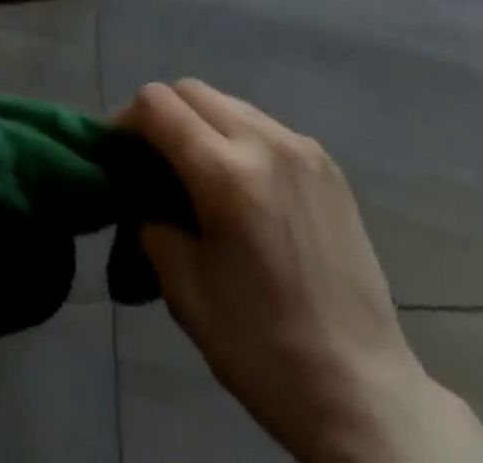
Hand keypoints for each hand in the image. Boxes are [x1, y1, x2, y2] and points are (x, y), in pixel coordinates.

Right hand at [117, 81, 482, 462]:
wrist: (363, 392)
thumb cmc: (263, 349)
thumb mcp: (186, 293)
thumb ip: (152, 225)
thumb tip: (140, 196)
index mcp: (227, 173)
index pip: (157, 104)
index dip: (126, 121)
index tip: (118, 155)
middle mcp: (265, 142)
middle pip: (191, 90)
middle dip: (161, 116)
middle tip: (152, 163)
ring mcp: (302, 148)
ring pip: (229, 103)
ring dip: (200, 123)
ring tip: (198, 175)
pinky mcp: (327, 163)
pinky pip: (265, 126)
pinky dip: (238, 138)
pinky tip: (244, 189)